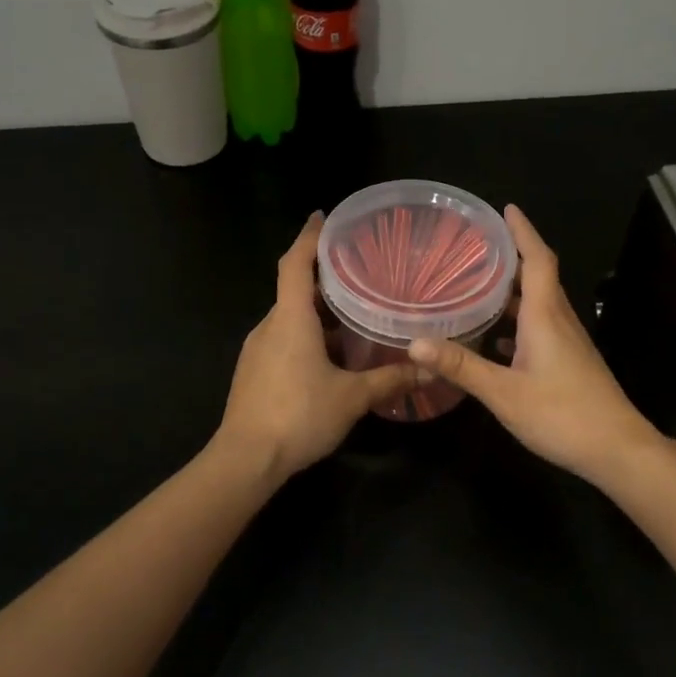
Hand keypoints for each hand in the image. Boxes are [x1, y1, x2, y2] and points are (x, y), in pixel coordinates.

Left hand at [216, 213, 423, 481]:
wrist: (245, 460)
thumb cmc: (298, 415)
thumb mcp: (352, 397)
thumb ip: (390, 379)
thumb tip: (430, 368)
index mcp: (290, 318)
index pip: (295, 263)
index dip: (309, 237)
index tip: (323, 216)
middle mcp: (270, 325)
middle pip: (295, 288)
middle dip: (324, 277)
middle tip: (360, 269)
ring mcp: (258, 349)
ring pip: (290, 317)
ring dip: (318, 311)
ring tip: (355, 312)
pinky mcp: (254, 371)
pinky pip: (284, 339)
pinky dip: (308, 335)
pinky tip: (333, 354)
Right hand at [408, 205, 662, 483]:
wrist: (617, 449)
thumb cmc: (562, 415)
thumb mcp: (504, 393)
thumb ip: (461, 366)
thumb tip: (414, 343)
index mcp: (545, 315)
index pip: (537, 259)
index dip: (523, 231)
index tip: (506, 208)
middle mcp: (559, 319)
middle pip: (538, 275)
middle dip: (512, 255)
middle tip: (476, 246)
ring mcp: (567, 341)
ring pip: (539, 302)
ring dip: (512, 289)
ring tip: (477, 284)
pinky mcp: (569, 360)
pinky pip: (540, 326)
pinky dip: (517, 321)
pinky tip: (495, 338)